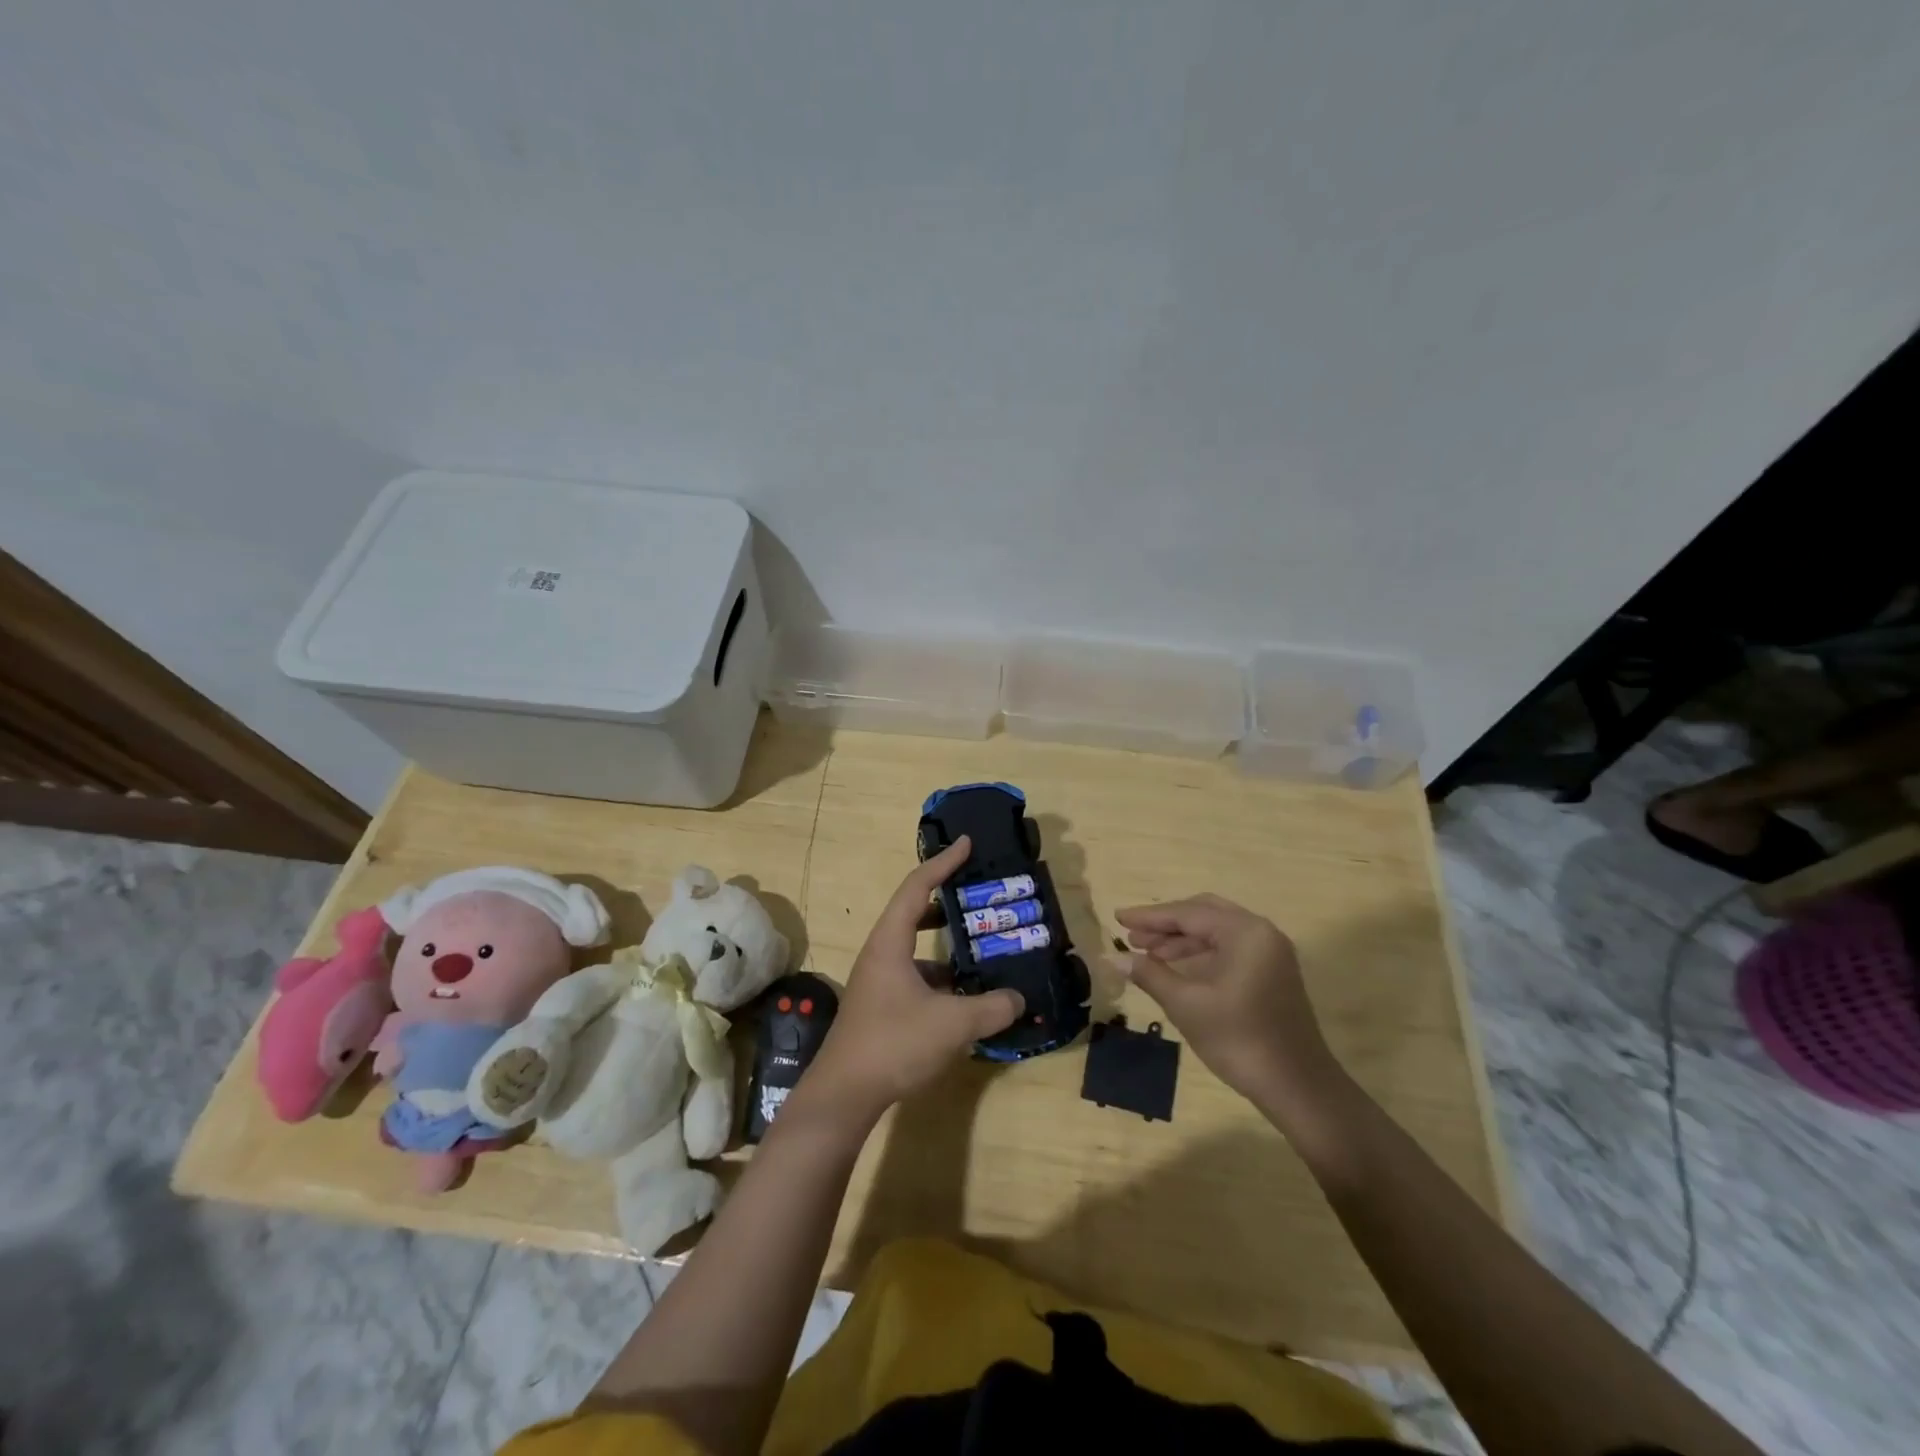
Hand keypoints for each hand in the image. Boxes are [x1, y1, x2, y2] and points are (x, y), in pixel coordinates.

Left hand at [798, 837, 1024, 1125]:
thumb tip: (1019, 999)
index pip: (917, 887)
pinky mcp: (882, 1005)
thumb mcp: (952, 1025)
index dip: (943, 862)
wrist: (844, 1095)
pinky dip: (942, 975)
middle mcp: (881, 953)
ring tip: (982, 945)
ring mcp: (879, 981)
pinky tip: (967, 994)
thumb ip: (991, 1008)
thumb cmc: (893, 1044)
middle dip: (947, 899)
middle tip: (979, 894)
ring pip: (916, 947)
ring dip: (946, 943)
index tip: (967, 844)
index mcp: (890, 942)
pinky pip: (916, 976)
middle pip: (914, 911)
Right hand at [1115, 894, 1345, 1130]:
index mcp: (1245, 932)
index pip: (1187, 913)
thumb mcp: (1186, 1004)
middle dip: (1166, 924)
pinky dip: (1200, 953)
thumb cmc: (1239, 1040)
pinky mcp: (1272, 973)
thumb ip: (1149, 974)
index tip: (1117, 916)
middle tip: (1132, 935)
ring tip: (1146, 953)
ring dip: (1181, 940)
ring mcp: (1270, 953)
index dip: (1149, 916)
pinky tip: (1175, 967)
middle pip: (1203, 914)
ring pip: (1216, 932)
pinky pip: (1229, 948)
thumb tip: (1111, 957)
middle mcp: (1261, 932)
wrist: (1297, 1087)